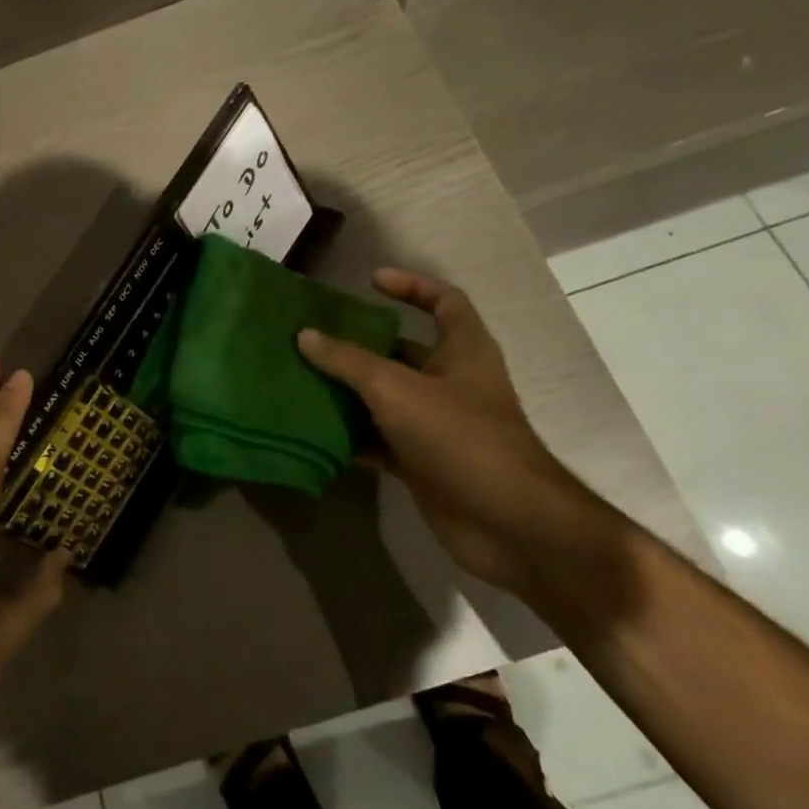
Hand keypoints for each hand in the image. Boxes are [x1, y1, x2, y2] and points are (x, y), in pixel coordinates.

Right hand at [297, 268, 601, 593]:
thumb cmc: (461, 439)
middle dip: (359, 344)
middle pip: (401, 351)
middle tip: (313, 336)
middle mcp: (450, 383)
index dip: (411, 285)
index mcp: (463, 351)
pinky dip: (350, 435)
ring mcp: (436, 425)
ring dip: (347, 391)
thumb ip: (349, 361)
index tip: (370, 282)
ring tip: (300, 378)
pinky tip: (312, 429)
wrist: (509, 526)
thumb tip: (305, 335)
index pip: (444, 302)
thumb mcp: (397, 390)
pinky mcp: (422, 462)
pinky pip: (378, 440)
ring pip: (384, 398)